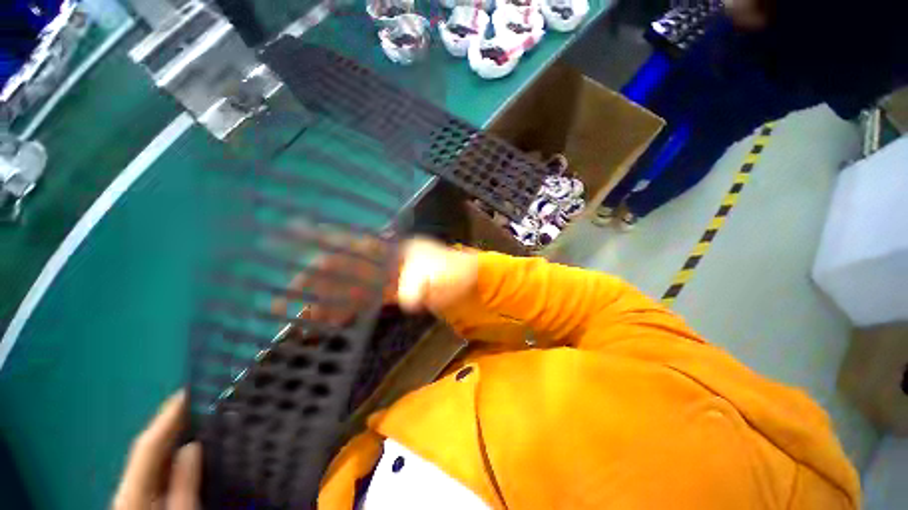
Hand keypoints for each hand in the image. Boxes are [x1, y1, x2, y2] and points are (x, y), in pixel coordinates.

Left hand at [113, 392, 200, 509]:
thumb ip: (183, 487)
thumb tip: (192, 446)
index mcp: (133, 492)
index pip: (149, 446)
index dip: (168, 416)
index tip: (190, 391)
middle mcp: (129, 488)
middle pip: (148, 450)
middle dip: (172, 423)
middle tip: (201, 401)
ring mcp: (134, 494)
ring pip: (152, 460)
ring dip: (173, 436)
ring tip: (199, 416)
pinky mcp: (142, 500)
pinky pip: (157, 470)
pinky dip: (172, 454)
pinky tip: (189, 447)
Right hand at [270, 236, 479, 325]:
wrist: (469, 284)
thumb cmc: (456, 274)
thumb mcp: (442, 275)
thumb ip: (423, 284)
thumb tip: (407, 300)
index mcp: (393, 249)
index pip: (353, 243)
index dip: (323, 239)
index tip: (289, 234)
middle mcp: (384, 260)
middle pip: (343, 268)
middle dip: (313, 280)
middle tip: (281, 297)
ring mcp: (385, 278)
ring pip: (348, 287)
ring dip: (323, 300)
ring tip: (296, 316)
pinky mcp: (390, 294)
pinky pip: (361, 301)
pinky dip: (344, 311)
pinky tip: (328, 322)